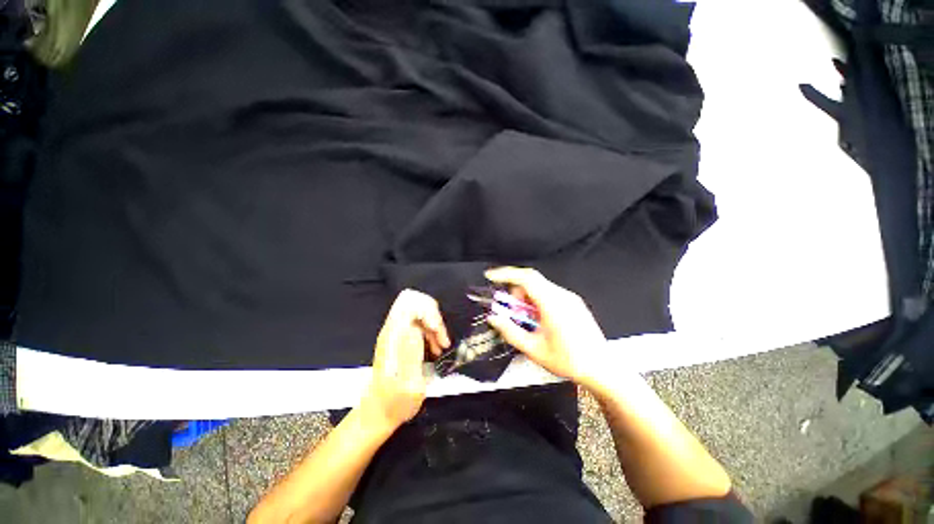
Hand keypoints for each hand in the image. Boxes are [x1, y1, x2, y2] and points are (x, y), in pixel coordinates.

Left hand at [359, 290, 450, 432]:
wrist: (380, 411)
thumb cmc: (395, 402)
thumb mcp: (408, 385)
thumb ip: (411, 354)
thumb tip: (415, 327)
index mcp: (392, 336)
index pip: (409, 302)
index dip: (428, 311)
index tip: (437, 332)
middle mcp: (393, 329)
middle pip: (416, 301)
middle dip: (434, 316)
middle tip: (442, 339)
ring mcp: (397, 332)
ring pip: (421, 311)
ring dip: (435, 325)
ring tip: (441, 347)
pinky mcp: (403, 337)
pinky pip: (422, 322)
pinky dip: (433, 331)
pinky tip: (436, 348)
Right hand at [485, 267, 606, 387]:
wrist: (601, 368)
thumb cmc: (569, 361)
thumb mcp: (534, 349)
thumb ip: (510, 332)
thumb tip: (493, 318)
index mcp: (552, 304)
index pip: (526, 278)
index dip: (506, 274)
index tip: (490, 276)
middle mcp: (562, 295)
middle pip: (532, 281)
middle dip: (515, 292)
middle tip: (511, 310)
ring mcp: (570, 298)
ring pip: (540, 287)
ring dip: (526, 297)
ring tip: (526, 320)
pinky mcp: (573, 303)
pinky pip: (549, 293)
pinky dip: (537, 301)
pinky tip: (538, 320)